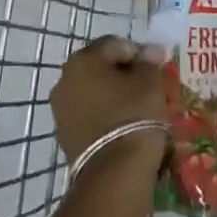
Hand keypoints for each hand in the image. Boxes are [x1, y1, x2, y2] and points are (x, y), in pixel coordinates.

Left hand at [50, 36, 170, 170]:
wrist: (114, 172)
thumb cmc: (134, 115)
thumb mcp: (151, 82)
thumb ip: (149, 62)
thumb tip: (150, 52)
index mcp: (82, 60)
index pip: (116, 45)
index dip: (139, 53)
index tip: (157, 69)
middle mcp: (64, 79)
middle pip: (100, 67)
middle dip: (123, 73)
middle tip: (148, 87)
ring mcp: (60, 108)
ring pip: (93, 91)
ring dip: (113, 94)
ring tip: (137, 108)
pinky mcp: (63, 134)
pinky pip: (88, 113)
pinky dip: (104, 114)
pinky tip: (122, 125)